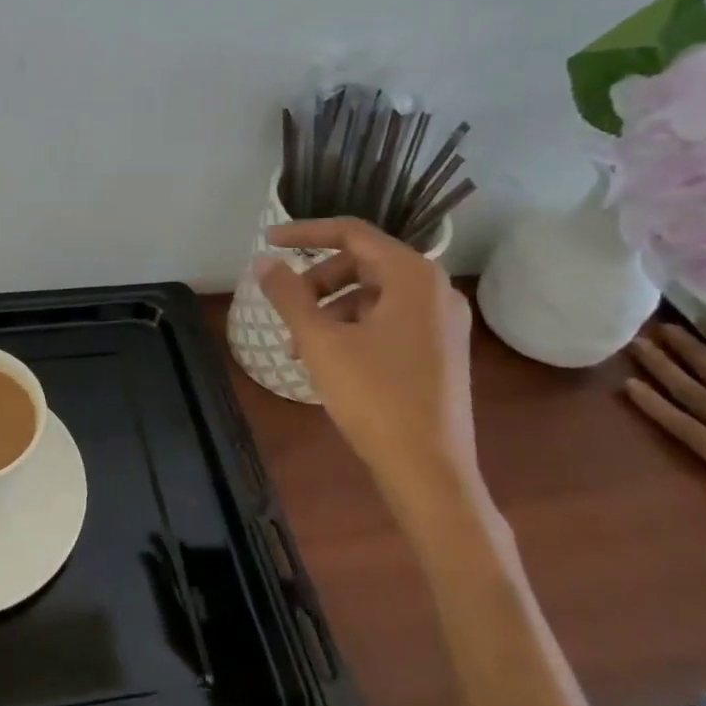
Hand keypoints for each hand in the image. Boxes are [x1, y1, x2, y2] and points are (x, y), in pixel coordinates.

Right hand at [255, 218, 482, 518]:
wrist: (430, 471)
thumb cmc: (374, 397)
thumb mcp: (320, 341)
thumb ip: (289, 294)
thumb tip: (263, 262)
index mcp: (413, 276)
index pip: (352, 233)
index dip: (305, 233)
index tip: (267, 241)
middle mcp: (435, 290)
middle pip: (363, 263)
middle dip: (317, 281)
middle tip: (286, 306)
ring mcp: (442, 322)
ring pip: (373, 295)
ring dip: (330, 309)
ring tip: (299, 344)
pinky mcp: (440, 351)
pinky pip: (389, 320)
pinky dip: (353, 327)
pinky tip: (328, 358)